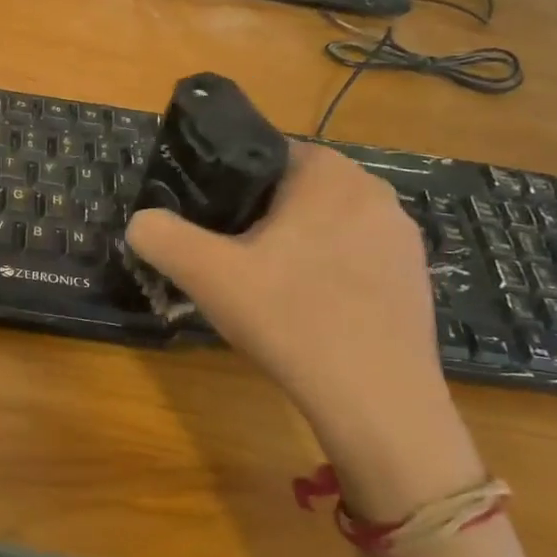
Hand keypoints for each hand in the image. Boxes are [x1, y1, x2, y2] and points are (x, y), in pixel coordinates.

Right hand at [125, 142, 481, 517]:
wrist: (378, 402)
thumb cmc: (291, 319)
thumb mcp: (207, 275)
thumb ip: (161, 236)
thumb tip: (140, 222)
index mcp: (327, 172)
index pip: (263, 154)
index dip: (228, 186)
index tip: (211, 226)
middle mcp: (373, 190)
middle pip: (294, 190)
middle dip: (260, 217)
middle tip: (232, 260)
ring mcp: (401, 235)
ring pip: (325, 223)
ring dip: (295, 244)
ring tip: (268, 288)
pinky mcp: (416, 275)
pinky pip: (355, 255)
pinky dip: (328, 271)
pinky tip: (310, 311)